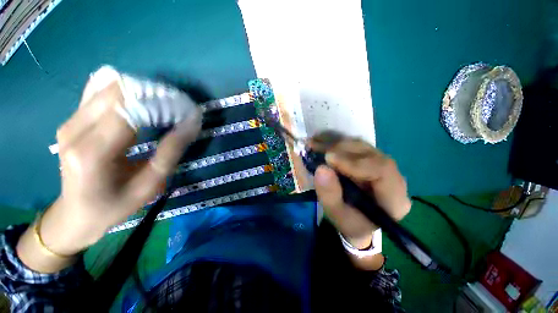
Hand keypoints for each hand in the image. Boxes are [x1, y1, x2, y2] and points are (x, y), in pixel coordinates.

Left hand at [37, 80, 201, 255]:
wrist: (77, 213)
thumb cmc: (116, 204)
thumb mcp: (150, 184)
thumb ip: (171, 151)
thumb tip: (192, 122)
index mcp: (93, 153)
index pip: (130, 110)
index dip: (161, 103)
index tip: (185, 109)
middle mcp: (75, 131)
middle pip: (117, 92)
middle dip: (152, 94)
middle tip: (176, 106)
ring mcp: (69, 122)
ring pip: (108, 87)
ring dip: (140, 91)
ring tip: (161, 104)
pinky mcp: (71, 120)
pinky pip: (97, 92)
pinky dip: (122, 91)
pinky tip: (137, 100)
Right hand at [312, 133, 410, 249]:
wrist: (357, 220)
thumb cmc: (351, 222)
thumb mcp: (338, 216)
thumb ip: (330, 196)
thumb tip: (321, 169)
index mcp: (394, 198)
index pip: (382, 171)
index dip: (354, 162)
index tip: (328, 158)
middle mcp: (393, 177)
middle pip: (371, 154)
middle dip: (341, 149)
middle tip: (316, 148)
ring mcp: (381, 164)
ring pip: (362, 146)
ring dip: (335, 143)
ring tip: (315, 143)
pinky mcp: (370, 158)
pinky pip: (354, 145)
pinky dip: (336, 141)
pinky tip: (320, 140)